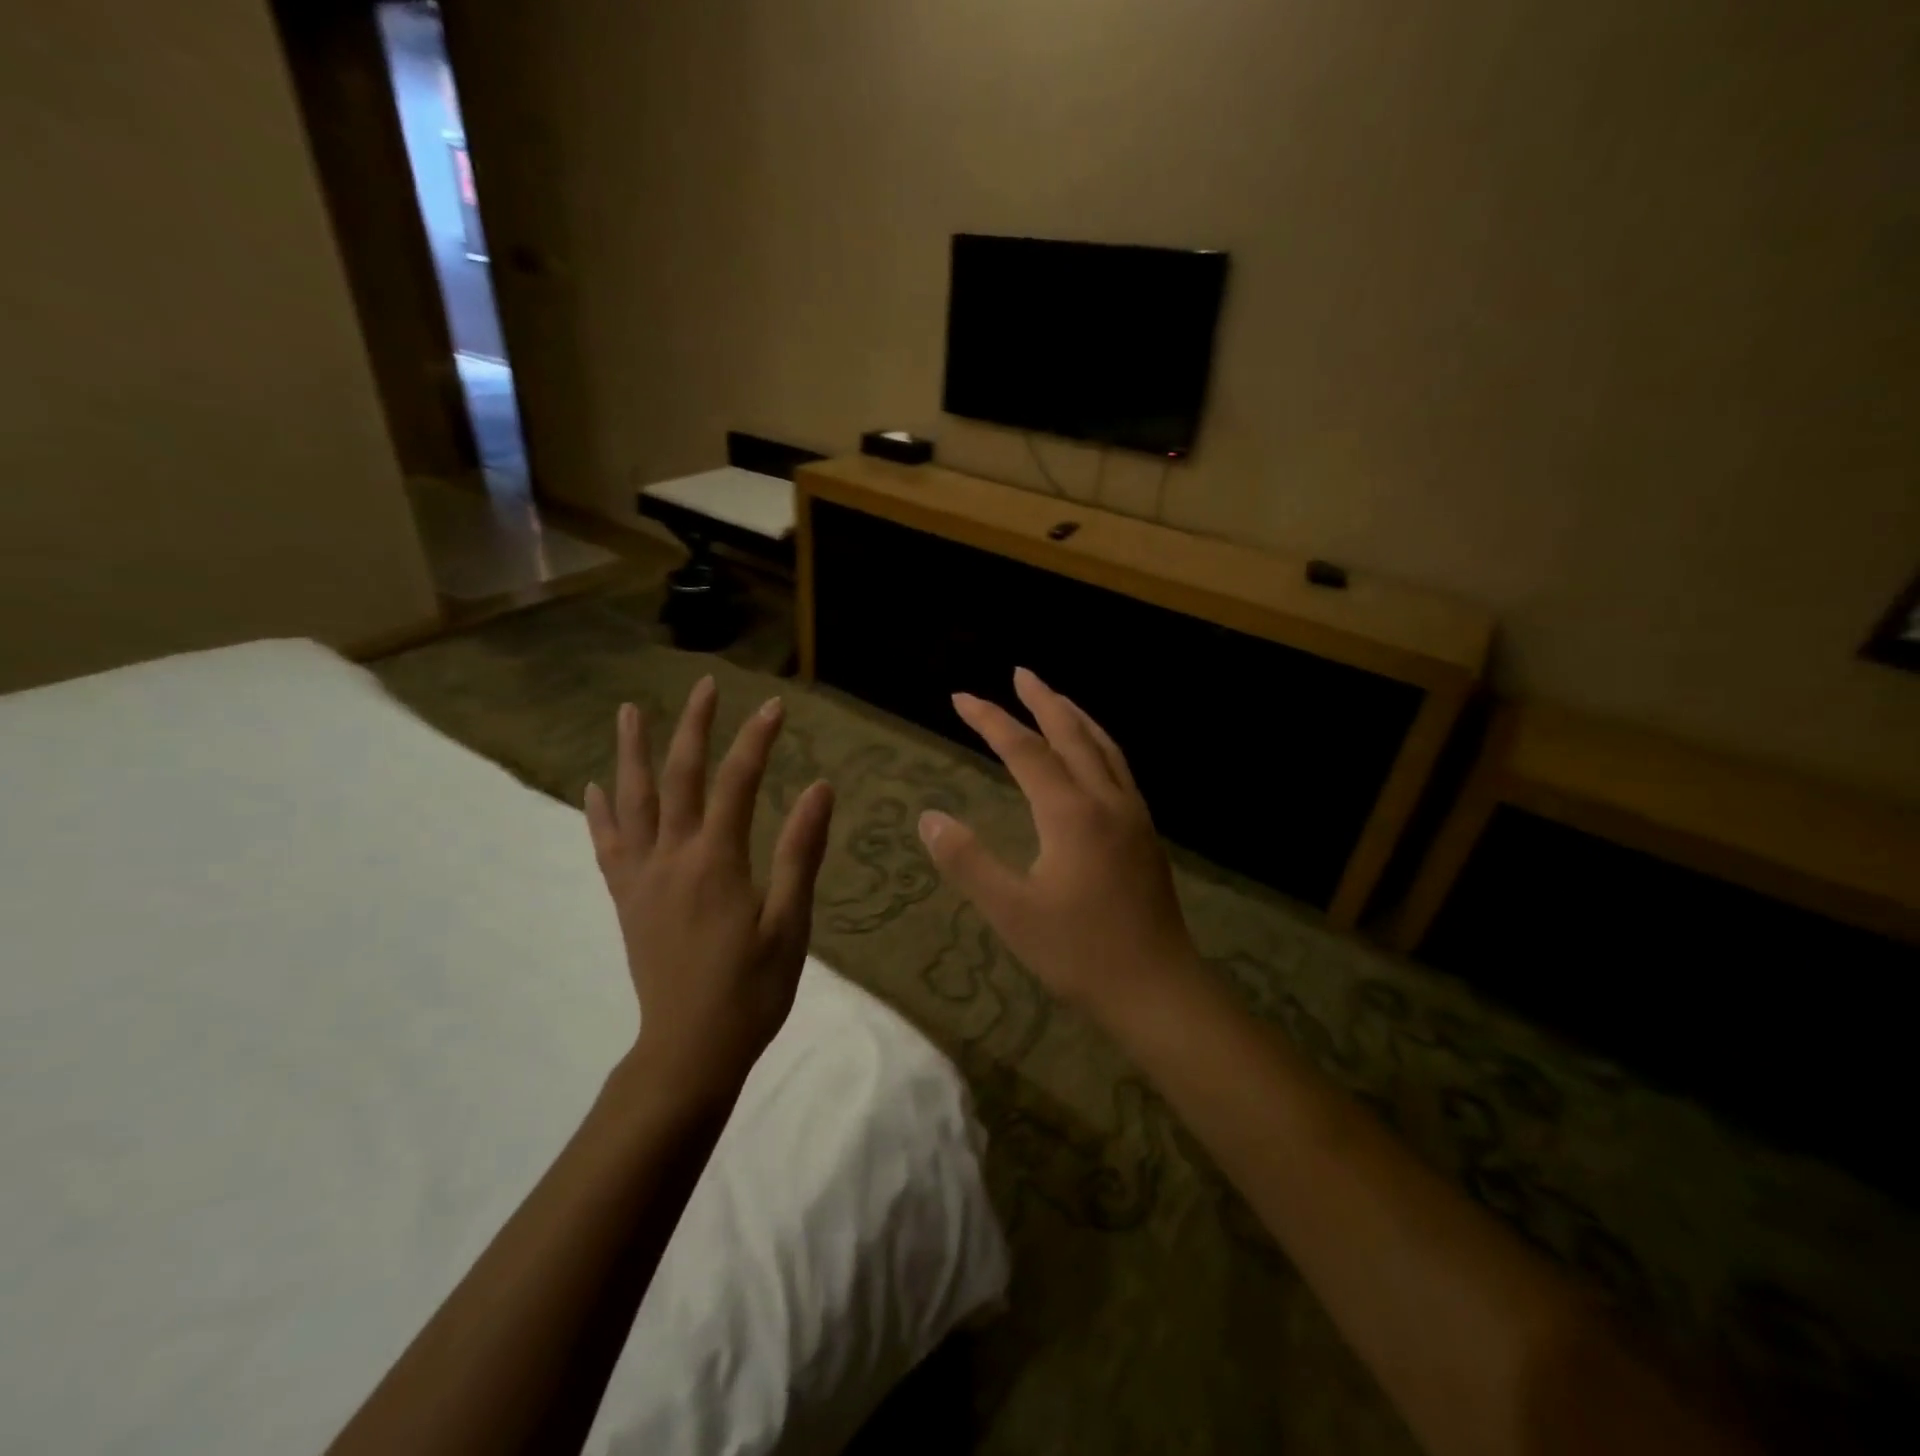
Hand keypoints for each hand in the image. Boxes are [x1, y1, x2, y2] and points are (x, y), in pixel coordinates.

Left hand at [585, 677, 835, 1104]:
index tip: (775, 706)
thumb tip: (819, 789)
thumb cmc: (752, 989)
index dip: (756, 740)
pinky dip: (600, 813)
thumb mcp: (791, 922)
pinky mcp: (628, 900)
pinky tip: (593, 789)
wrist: (689, 1050)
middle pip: (680, 778)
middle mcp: (672, 857)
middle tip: (706, 686)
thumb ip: (801, 852)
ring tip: (629, 712)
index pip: (737, 782)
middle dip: (695, 727)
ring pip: (632, 802)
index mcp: (717, 861)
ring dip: (632, 753)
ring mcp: (643, 878)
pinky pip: (607, 846)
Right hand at [918, 667, 1197, 1018]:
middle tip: (1020, 673)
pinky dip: (1099, 744)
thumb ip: (968, 861)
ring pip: (1104, 748)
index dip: (991, 720)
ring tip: (1055, 699)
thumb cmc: (1080, 953)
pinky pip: (1119, 769)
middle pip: (1072, 734)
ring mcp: (1133, 815)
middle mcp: (1106, 801)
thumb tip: (930, 818)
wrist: (1158, 989)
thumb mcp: (1012, 912)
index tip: (961, 698)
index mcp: (1072, 813)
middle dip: (1043, 700)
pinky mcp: (1145, 834)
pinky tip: (1092, 757)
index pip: (1025, 750)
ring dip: (1077, 717)